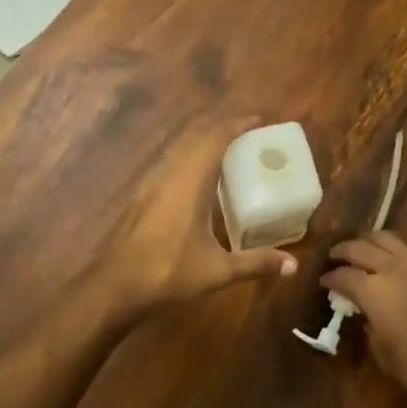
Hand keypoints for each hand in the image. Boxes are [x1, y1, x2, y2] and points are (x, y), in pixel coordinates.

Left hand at [94, 115, 297, 317]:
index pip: (215, 138)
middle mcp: (170, 174)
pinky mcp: (142, 196)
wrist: (113, 288)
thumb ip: (256, 263)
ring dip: (204, 143)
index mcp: (190, 181)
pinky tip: (200, 181)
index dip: (237, 124)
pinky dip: (190, 159)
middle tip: (249, 134)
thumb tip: (293, 265)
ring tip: (229, 152)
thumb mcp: (217, 271)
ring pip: (181, 149)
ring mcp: (152, 183)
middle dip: (223, 129)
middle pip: (197, 137)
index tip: (259, 119)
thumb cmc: (167, 273)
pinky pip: (171, 164)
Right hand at [323, 232, 406, 407]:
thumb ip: (370, 327)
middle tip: (336, 256)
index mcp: (373, 290)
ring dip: (370, 242)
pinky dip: (399, 256)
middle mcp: (393, 268)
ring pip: (388, 238)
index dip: (331, 278)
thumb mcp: (384, 354)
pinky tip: (401, 269)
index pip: (343, 275)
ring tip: (365, 249)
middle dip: (344, 250)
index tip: (325, 281)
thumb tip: (368, 314)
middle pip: (361, 246)